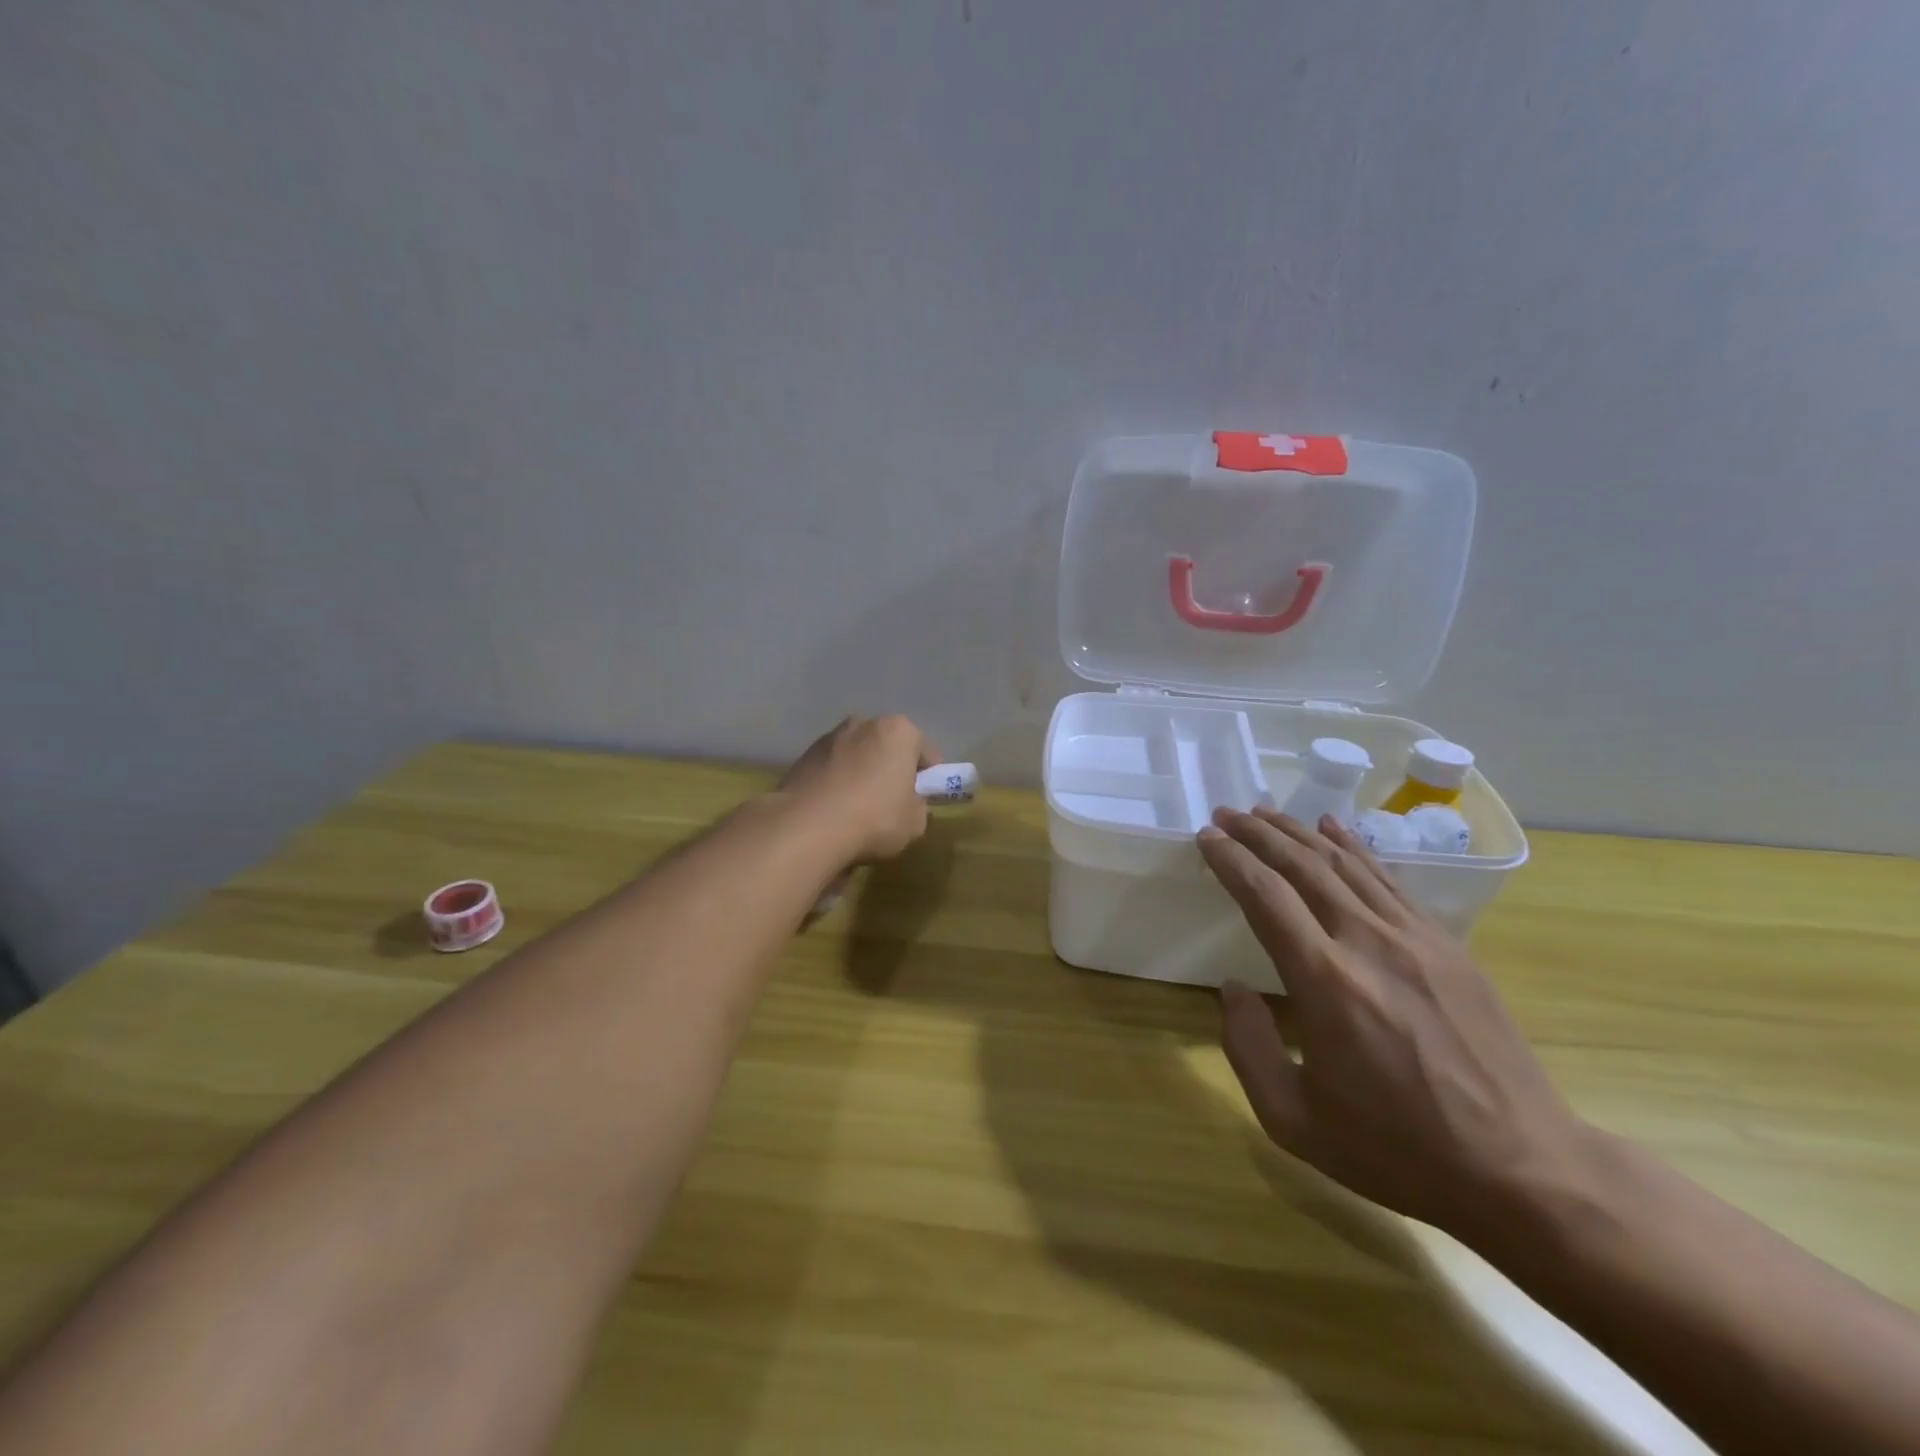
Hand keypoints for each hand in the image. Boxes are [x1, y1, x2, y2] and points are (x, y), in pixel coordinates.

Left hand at [778, 715, 937, 862]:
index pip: (928, 754)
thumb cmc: (874, 818)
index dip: (928, 780)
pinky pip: (832, 769)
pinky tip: (833, 811)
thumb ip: (918, 806)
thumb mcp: (915, 822)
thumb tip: (906, 803)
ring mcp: (830, 737)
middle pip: (889, 748)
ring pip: (858, 756)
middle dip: (892, 770)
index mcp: (899, 731)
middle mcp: (864, 723)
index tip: (920, 802)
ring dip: (862, 774)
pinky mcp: (803, 756)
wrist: (807, 827)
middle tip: (891, 804)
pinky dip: (836, 783)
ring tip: (856, 810)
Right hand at [1198, 808, 1591, 1242]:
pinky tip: (1333, 830)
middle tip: (1226, 813)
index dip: (1231, 860)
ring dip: (1299, 833)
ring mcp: (1414, 938)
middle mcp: (1367, 942)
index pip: (1265, 896)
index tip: (1206, 838)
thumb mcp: (1295, 1121)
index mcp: (1325, 981)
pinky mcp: (1447, 945)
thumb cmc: (1398, 1149)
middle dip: (1258, 834)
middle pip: (1303, 866)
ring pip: (1345, 864)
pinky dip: (1355, 848)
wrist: (1524, 1169)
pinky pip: (1389, 880)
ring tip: (1265, 814)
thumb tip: (1234, 988)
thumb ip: (1247, 1047)